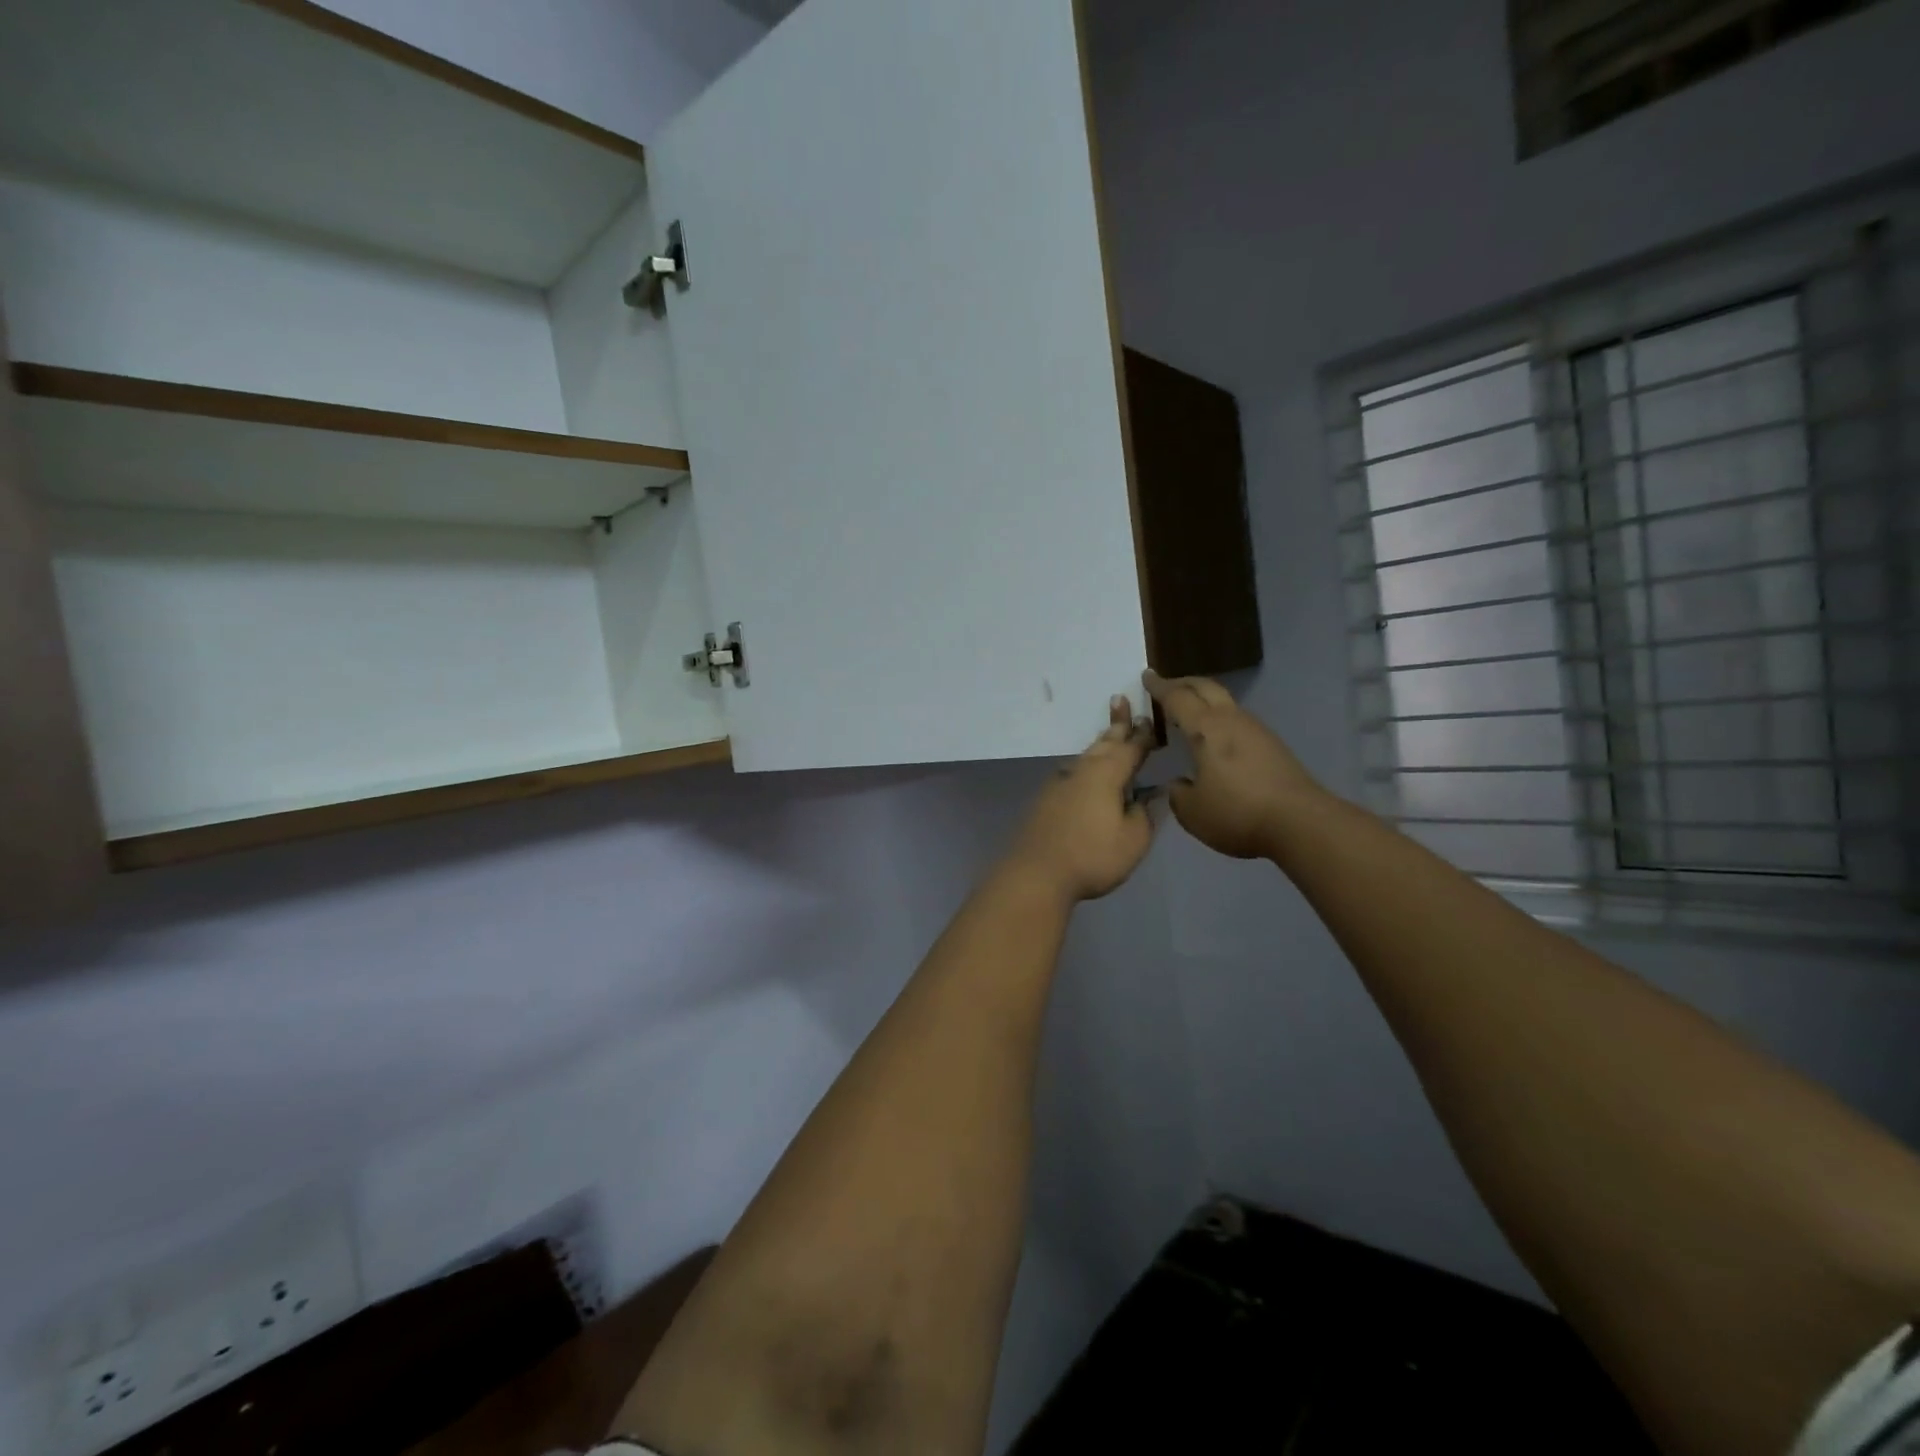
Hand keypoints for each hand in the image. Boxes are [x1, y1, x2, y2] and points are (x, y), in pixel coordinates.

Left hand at [1004, 697, 1156, 902]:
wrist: (1036, 873)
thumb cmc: (1092, 856)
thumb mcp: (1133, 840)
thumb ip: (1145, 813)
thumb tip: (1150, 794)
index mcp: (1107, 774)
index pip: (1131, 748)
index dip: (1143, 735)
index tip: (1150, 718)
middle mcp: (1082, 770)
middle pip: (1104, 743)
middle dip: (1116, 724)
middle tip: (1120, 700)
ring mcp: (1060, 783)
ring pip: (1086, 756)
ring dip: (1100, 744)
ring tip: (1109, 734)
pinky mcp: (1045, 799)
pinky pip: (1073, 772)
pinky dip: (1086, 766)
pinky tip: (1085, 772)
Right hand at [1144, 671, 1326, 859]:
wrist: (1300, 823)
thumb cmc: (1237, 813)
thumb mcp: (1192, 812)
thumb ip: (1178, 793)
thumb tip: (1180, 784)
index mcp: (1206, 729)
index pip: (1177, 698)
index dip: (1159, 687)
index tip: (1147, 676)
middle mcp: (1231, 720)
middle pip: (1206, 687)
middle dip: (1184, 683)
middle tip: (1166, 686)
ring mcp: (1256, 730)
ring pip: (1225, 702)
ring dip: (1204, 700)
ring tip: (1189, 711)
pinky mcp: (1272, 746)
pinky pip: (1238, 720)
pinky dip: (1219, 719)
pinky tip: (1215, 738)